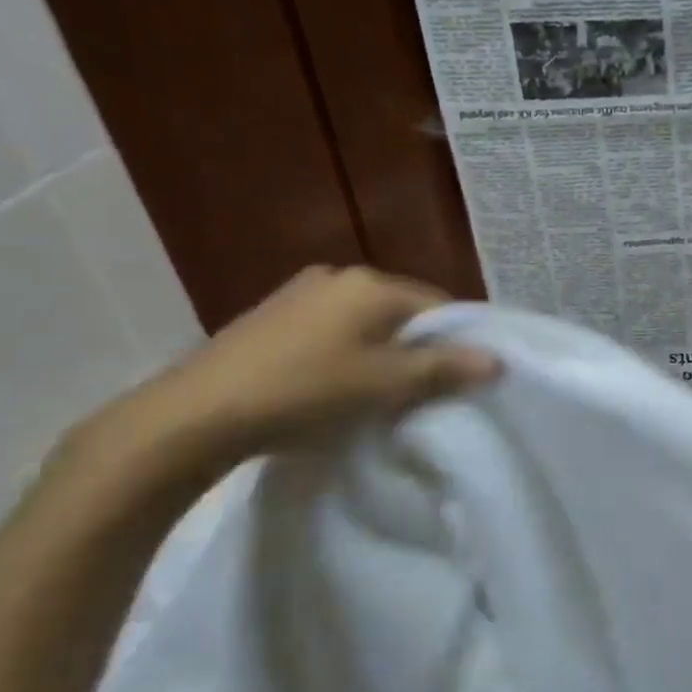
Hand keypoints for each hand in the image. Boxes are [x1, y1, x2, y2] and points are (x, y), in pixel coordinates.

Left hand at [76, 266, 497, 475]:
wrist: (194, 414)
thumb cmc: (305, 391)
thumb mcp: (386, 384)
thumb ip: (445, 368)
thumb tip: (497, 360)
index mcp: (372, 283)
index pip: (440, 306)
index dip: (458, 342)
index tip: (463, 380)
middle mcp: (339, 276)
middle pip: (403, 312)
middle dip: (420, 348)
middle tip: (425, 392)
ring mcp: (300, 293)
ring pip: (367, 322)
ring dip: (383, 353)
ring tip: (381, 394)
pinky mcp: (272, 316)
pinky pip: (333, 331)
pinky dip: (348, 353)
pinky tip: (336, 386)